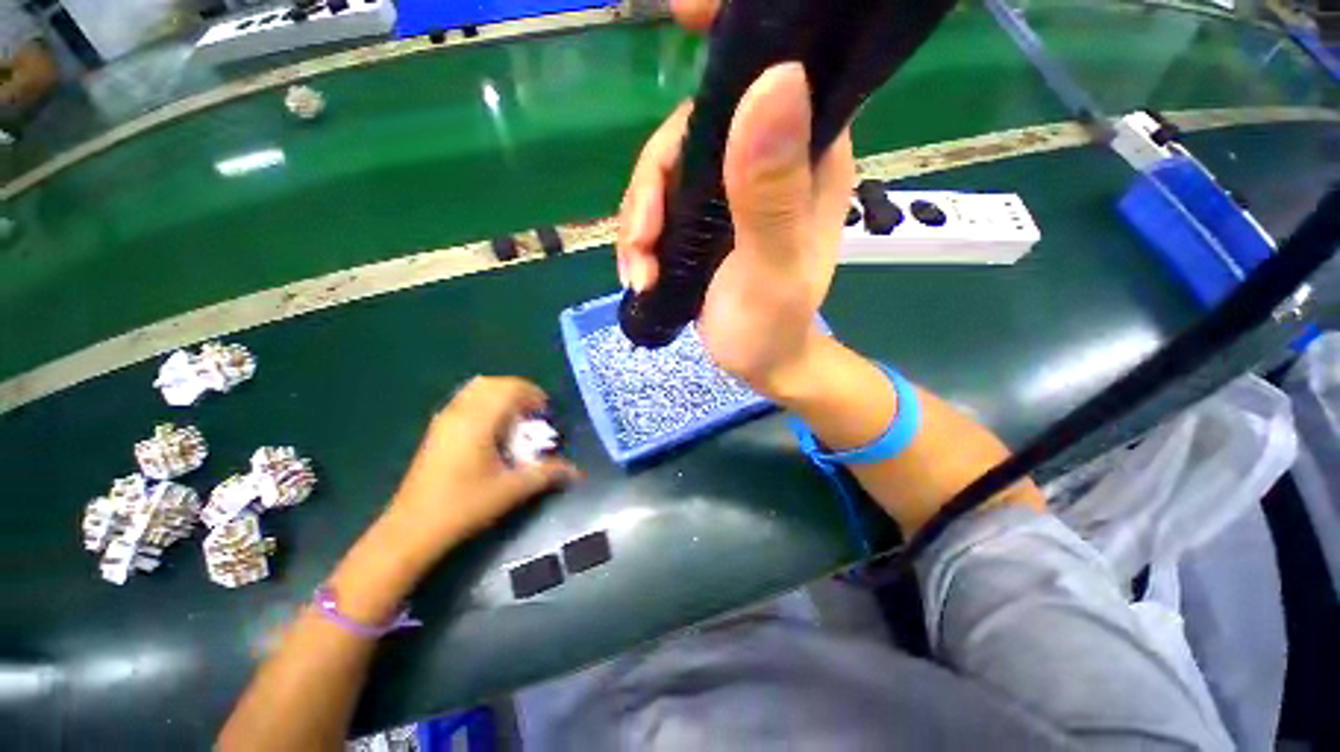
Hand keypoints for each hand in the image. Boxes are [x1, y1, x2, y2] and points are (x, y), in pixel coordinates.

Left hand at [384, 377, 580, 563]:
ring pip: (476, 389)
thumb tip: (576, 472)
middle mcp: (459, 413)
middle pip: (493, 383)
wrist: (412, 529)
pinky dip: (485, 404)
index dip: (532, 394)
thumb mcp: (511, 490)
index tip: (545, 413)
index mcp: (477, 422)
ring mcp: (444, 420)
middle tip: (532, 415)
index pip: (508, 388)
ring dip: (500, 396)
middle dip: (518, 392)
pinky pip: (465, 401)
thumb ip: (546, 474)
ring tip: (514, 420)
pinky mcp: (437, 430)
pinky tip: (492, 431)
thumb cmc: (464, 506)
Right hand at [617, 0, 855, 395]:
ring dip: (639, 222)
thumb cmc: (774, 326)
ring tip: (640, 271)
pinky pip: (656, 206)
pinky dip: (639, 239)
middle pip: (692, 129)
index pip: (779, 69)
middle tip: (644, 241)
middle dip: (653, 184)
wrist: (760, 363)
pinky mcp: (701, 217)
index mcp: (807, 157)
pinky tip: (640, 274)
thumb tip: (772, 79)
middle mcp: (769, 159)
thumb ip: (771, 193)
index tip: (680, 16)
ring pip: (665, 171)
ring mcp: (730, 189)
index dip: (732, 38)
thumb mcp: (773, 268)